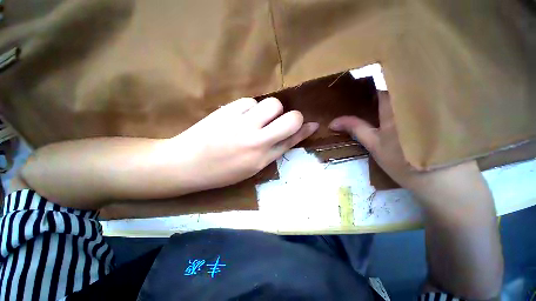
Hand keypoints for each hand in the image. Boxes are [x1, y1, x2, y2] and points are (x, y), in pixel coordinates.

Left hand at [164, 97, 317, 190]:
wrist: (186, 164)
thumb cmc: (222, 171)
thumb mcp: (252, 167)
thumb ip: (273, 150)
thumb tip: (292, 136)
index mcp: (262, 159)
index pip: (292, 140)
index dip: (304, 131)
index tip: (312, 124)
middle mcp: (257, 140)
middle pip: (290, 117)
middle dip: (292, 117)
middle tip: (281, 121)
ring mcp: (242, 124)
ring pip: (272, 104)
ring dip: (269, 110)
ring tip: (256, 119)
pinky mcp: (228, 111)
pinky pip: (250, 101)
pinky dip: (250, 108)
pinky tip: (239, 117)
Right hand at [329, 93, 501, 299]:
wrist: (446, 184)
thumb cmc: (405, 164)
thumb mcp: (375, 146)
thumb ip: (355, 129)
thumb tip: (332, 122)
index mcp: (398, 106)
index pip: (383, 80)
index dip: (371, 73)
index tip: (360, 71)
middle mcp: (416, 99)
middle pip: (399, 79)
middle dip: (383, 75)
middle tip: (367, 78)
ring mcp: (432, 104)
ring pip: (411, 86)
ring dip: (397, 82)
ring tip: (382, 82)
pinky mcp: (442, 111)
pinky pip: (423, 94)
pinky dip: (410, 91)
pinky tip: (403, 95)